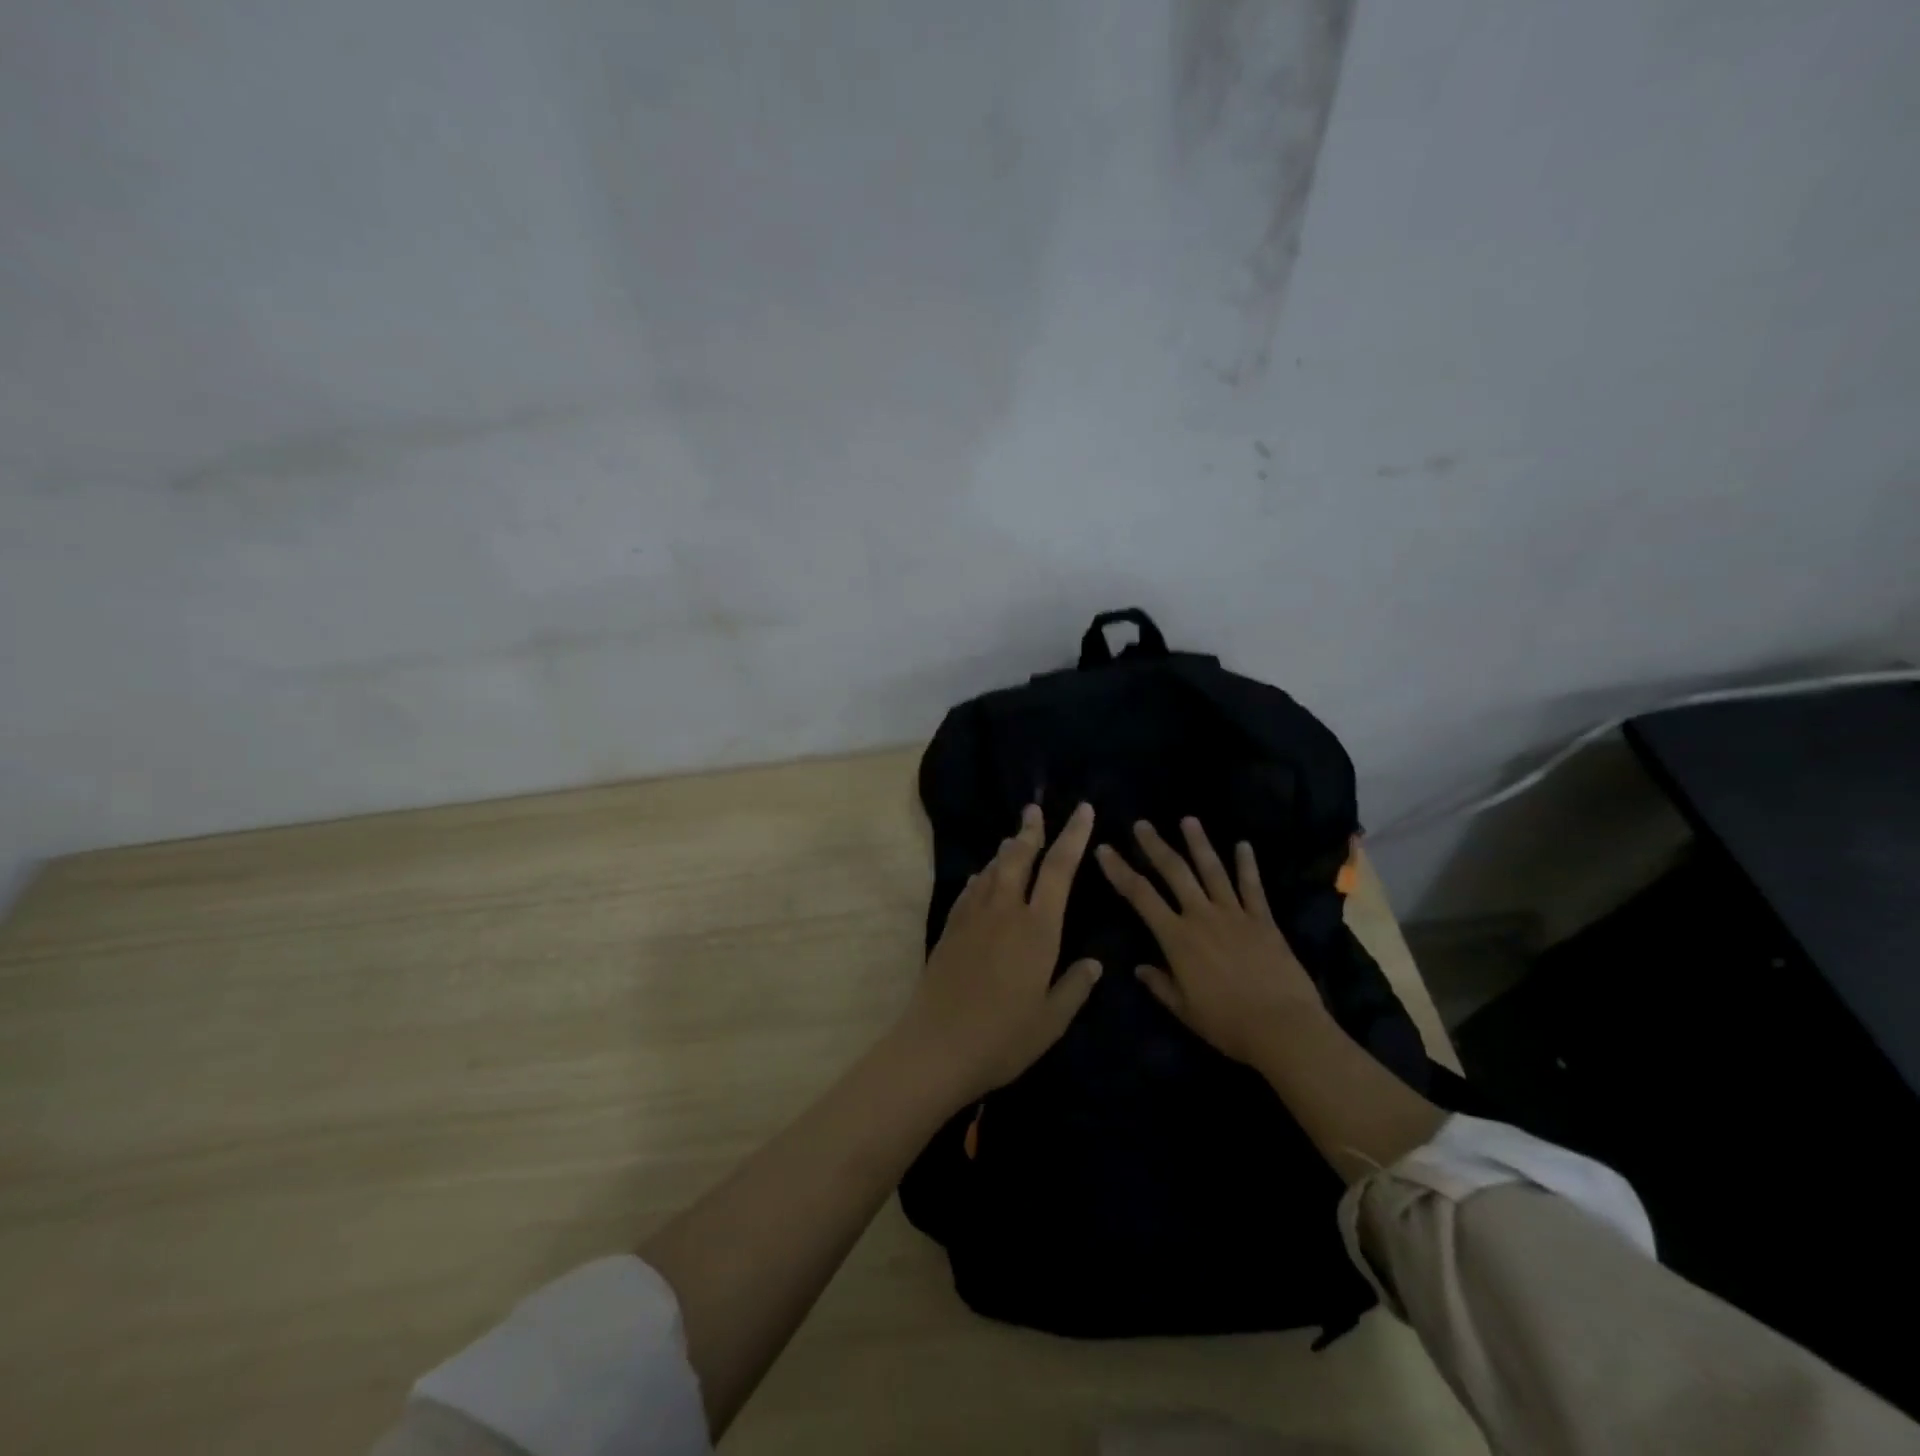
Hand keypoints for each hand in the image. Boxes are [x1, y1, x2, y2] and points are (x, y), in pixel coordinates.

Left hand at [897, 802, 1101, 1103]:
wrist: (937, 1046)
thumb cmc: (1003, 1038)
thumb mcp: (1051, 1020)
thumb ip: (1074, 987)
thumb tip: (1094, 963)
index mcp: (1038, 929)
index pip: (1060, 869)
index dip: (1073, 836)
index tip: (1083, 810)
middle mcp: (1005, 912)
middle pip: (1019, 857)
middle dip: (1031, 830)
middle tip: (1035, 809)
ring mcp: (973, 917)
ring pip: (992, 870)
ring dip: (1006, 850)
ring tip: (1014, 837)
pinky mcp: (950, 928)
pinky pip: (969, 890)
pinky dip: (981, 877)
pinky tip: (982, 876)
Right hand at [1095, 817, 1326, 1065]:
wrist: (1283, 1027)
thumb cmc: (1227, 1023)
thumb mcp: (1185, 1010)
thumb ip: (1160, 985)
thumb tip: (1140, 968)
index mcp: (1176, 937)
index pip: (1140, 895)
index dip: (1119, 871)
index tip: (1104, 850)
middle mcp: (1202, 916)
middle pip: (1174, 872)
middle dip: (1155, 846)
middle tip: (1142, 824)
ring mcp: (1235, 914)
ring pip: (1212, 870)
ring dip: (1199, 843)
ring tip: (1188, 820)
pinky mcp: (1263, 920)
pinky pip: (1252, 887)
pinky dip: (1247, 865)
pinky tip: (1243, 845)